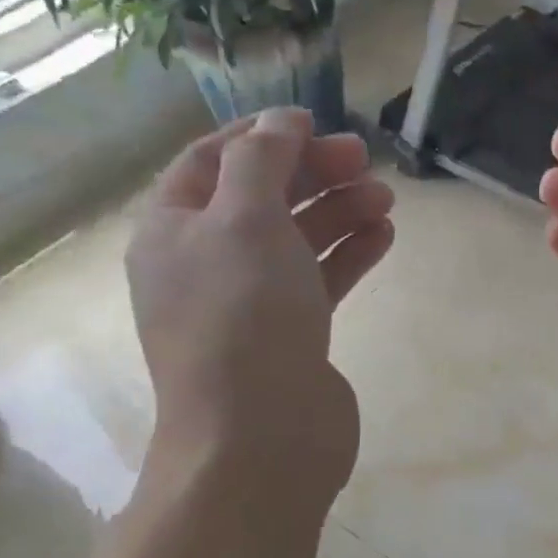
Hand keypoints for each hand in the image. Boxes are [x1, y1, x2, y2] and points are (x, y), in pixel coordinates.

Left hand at [125, 108, 393, 506]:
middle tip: (364, 158)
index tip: (314, 122)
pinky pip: (318, 281)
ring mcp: (249, 304)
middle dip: (310, 172)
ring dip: (338, 211)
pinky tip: (383, 235)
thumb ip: (262, 160)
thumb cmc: (244, 316)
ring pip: (295, 240)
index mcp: (172, 231)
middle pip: (260, 198)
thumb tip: (282, 119)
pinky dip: (348, 254)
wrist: (262, 437)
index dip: (260, 136)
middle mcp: (205, 264)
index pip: (209, 161)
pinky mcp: (290, 336)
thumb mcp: (245, 220)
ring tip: (385, 197)